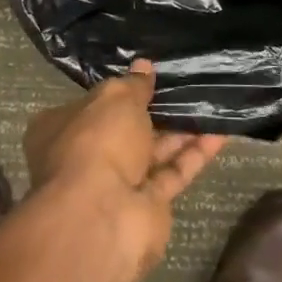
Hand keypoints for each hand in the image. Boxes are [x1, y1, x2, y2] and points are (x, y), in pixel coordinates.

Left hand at [23, 60, 226, 278]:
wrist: (103, 216)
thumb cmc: (97, 142)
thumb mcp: (115, 98)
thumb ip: (133, 84)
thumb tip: (143, 66)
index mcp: (61, 129)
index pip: (90, 105)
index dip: (117, 91)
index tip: (147, 77)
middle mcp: (86, 157)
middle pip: (124, 130)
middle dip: (154, 112)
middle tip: (186, 88)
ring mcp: (116, 185)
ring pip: (152, 152)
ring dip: (180, 131)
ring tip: (210, 104)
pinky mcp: (147, 207)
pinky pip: (173, 173)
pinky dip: (194, 155)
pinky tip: (220, 132)